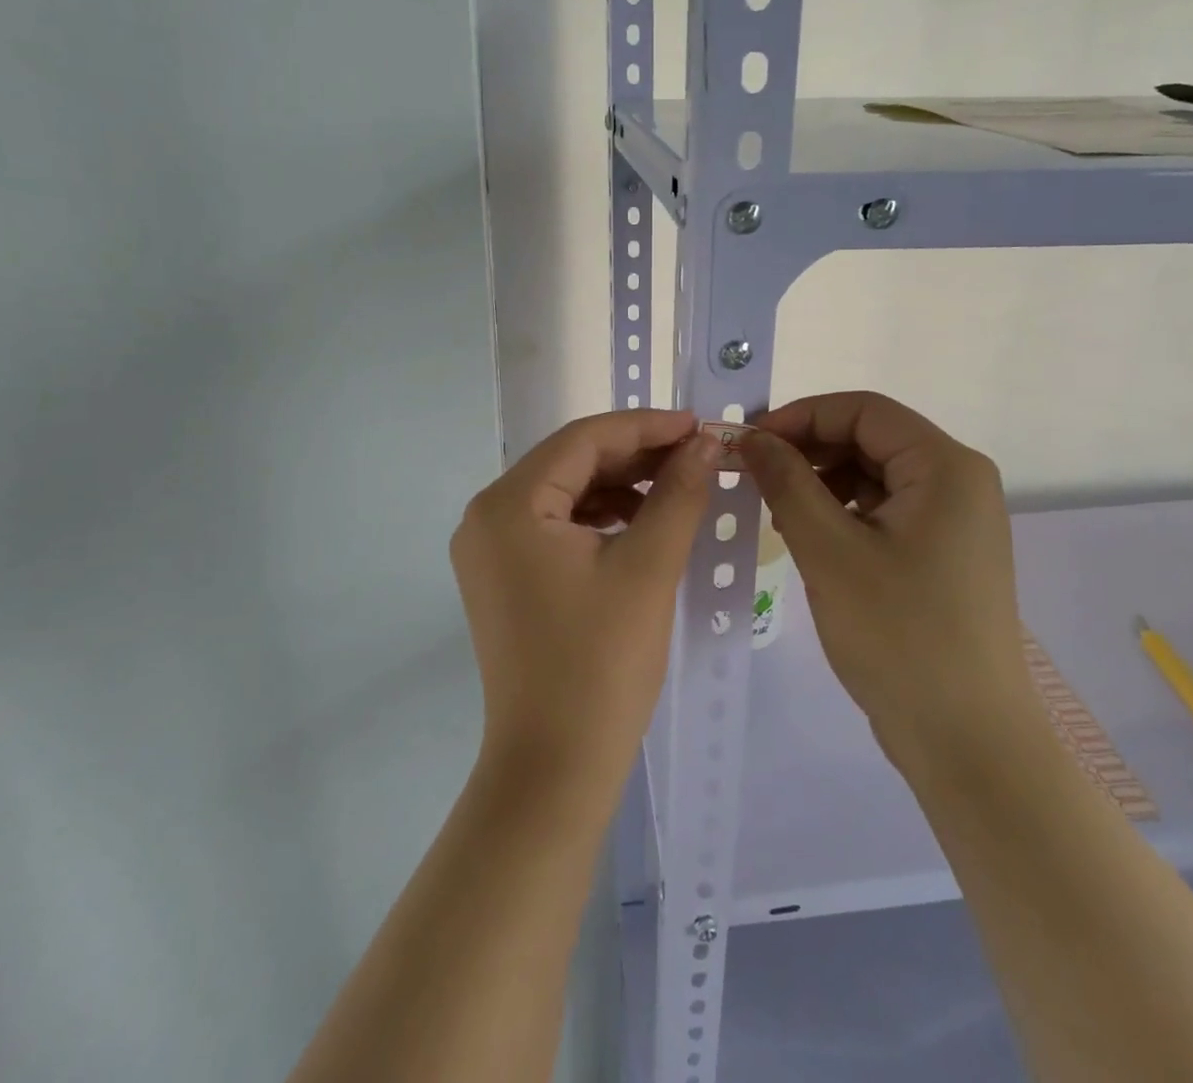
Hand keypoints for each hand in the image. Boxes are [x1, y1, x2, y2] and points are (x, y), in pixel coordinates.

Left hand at [450, 410, 718, 802]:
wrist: (554, 768)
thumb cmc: (602, 663)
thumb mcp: (648, 567)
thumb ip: (678, 493)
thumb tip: (704, 442)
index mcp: (509, 504)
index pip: (583, 439)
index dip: (645, 426)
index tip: (698, 424)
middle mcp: (487, 516)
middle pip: (570, 462)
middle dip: (635, 455)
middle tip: (695, 454)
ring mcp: (490, 550)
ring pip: (564, 493)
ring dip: (620, 485)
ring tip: (678, 486)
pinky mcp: (503, 577)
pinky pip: (556, 526)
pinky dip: (600, 517)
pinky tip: (642, 522)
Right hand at [742, 392, 1034, 771]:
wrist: (968, 742)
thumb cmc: (899, 636)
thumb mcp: (829, 551)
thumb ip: (787, 482)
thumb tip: (751, 436)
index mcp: (946, 467)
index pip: (862, 411)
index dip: (800, 416)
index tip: (749, 441)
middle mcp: (959, 481)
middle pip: (871, 439)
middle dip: (809, 450)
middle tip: (754, 476)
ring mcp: (955, 520)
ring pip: (875, 476)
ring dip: (822, 482)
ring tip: (777, 511)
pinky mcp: (944, 553)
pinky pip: (885, 511)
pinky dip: (843, 513)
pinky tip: (811, 539)